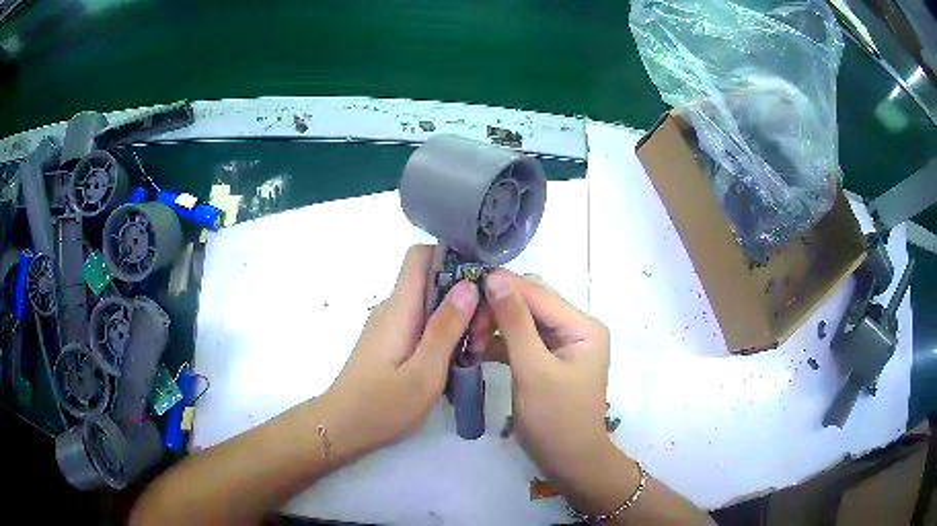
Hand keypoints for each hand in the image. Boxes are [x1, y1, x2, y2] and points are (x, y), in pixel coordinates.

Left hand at [318, 245, 478, 460]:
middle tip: (482, 335)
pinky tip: (454, 362)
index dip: (453, 258)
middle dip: (464, 298)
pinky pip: (422, 324)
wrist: (341, 428)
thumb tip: (469, 285)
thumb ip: (446, 328)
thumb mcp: (424, 373)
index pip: (421, 256)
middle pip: (432, 281)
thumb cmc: (382, 405)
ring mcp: (390, 326)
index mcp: (400, 308)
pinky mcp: (391, 343)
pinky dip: (443, 334)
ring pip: (430, 305)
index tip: (482, 282)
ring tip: (474, 352)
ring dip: (457, 320)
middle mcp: (393, 309)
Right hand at [480, 271, 621, 507]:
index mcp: (582, 325)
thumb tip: (494, 278)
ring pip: (522, 320)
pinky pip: (521, 339)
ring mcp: (562, 343)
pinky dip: (500, 342)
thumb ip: (515, 323)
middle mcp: (575, 327)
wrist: (569, 461)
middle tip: (467, 327)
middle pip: (530, 302)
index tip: (462, 294)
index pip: (537, 293)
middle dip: (497, 309)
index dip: (501, 288)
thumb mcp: (533, 369)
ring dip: (495, 326)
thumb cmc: (556, 418)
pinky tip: (477, 350)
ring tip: (470, 342)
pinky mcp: (548, 359)